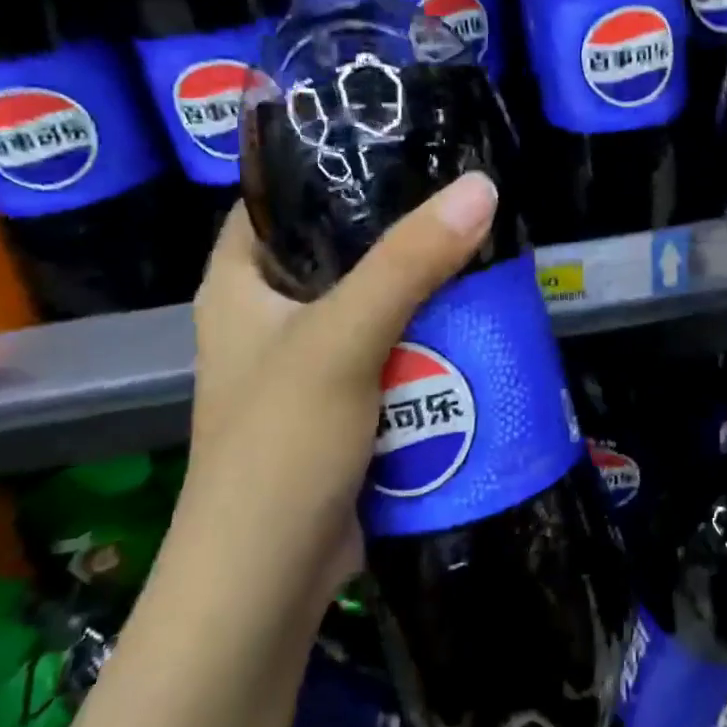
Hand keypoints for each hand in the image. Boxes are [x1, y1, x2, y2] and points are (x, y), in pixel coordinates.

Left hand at [181, 174, 499, 609]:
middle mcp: (271, 317)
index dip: (327, 166)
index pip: (277, 199)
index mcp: (239, 284)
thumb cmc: (280, 448)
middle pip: (341, 250)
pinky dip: (432, 340)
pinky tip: (479, 321)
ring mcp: (312, 365)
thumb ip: (408, 264)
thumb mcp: (342, 341)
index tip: (398, 141)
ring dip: (427, 289)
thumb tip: (480, 187)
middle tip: (466, 200)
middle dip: (401, 231)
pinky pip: (397, 353)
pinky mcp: (348, 406)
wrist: (269, 585)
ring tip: (487, 251)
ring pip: (378, 304)